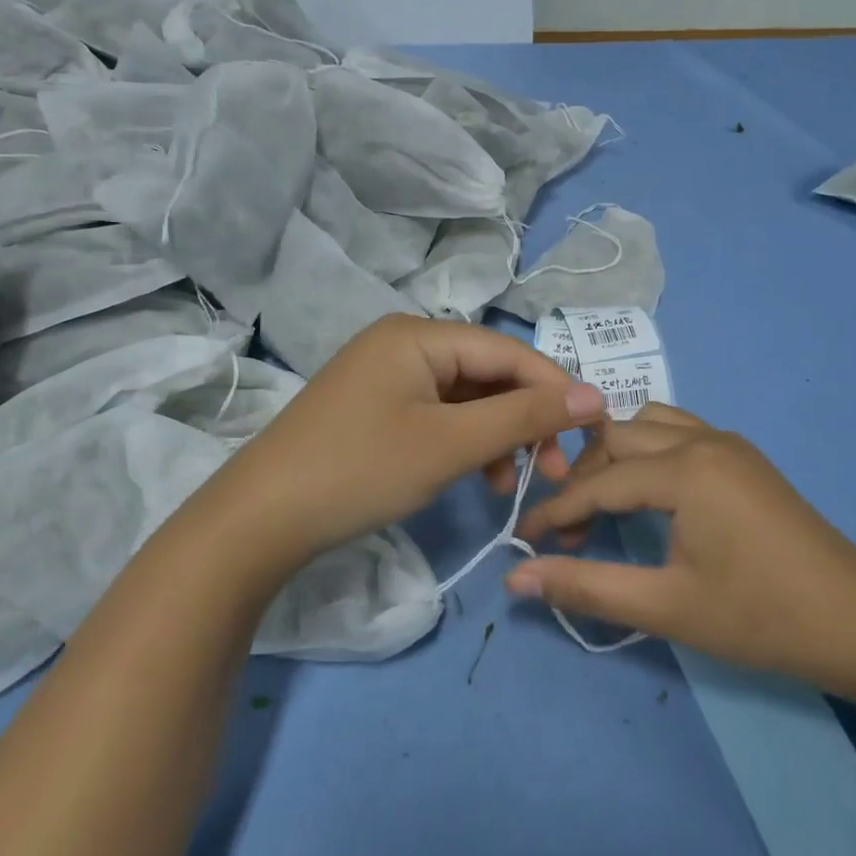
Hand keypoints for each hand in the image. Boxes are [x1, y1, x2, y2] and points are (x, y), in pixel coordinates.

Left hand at [194, 316, 605, 573]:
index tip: (593, 430)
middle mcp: (403, 344)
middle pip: (487, 374)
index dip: (555, 388)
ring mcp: (386, 377)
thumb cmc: (362, 470)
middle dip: (525, 420)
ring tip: (514, 485)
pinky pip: (437, 417)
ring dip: (497, 438)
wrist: (260, 520)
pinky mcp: (375, 410)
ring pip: (465, 400)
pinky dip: (464, 445)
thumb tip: (595, 394)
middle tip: (554, 470)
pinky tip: (478, 479)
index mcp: (419, 335)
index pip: (508, 351)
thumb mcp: (452, 444)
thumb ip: (525, 416)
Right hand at [510, 404, 855, 696]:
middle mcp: (704, 439)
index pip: (599, 481)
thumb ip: (588, 587)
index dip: (556, 512)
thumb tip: (516, 578)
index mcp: (686, 468)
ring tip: (604, 506)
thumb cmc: (762, 618)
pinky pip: (679, 433)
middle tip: (570, 532)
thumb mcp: (668, 607)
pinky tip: (649, 495)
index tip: (523, 541)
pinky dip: (649, 454)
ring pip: (649, 425)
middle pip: (617, 436)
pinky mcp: (744, 458)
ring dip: (616, 457)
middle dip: (583, 478)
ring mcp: (729, 443)